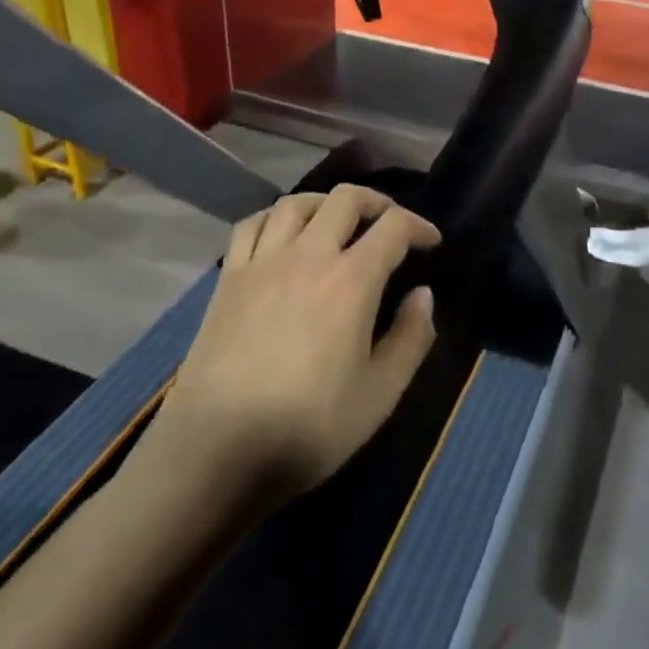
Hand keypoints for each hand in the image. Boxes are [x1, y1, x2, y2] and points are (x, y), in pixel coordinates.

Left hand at [152, 185, 439, 500]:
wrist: (217, 450)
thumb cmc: (308, 427)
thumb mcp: (380, 394)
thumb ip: (410, 338)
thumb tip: (423, 294)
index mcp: (351, 280)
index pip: (393, 226)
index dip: (419, 225)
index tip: (431, 242)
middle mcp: (309, 255)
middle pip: (346, 198)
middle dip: (377, 203)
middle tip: (389, 224)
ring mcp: (263, 262)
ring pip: (297, 203)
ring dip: (326, 204)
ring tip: (337, 223)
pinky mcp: (229, 278)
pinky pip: (252, 225)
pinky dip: (275, 217)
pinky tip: (283, 236)